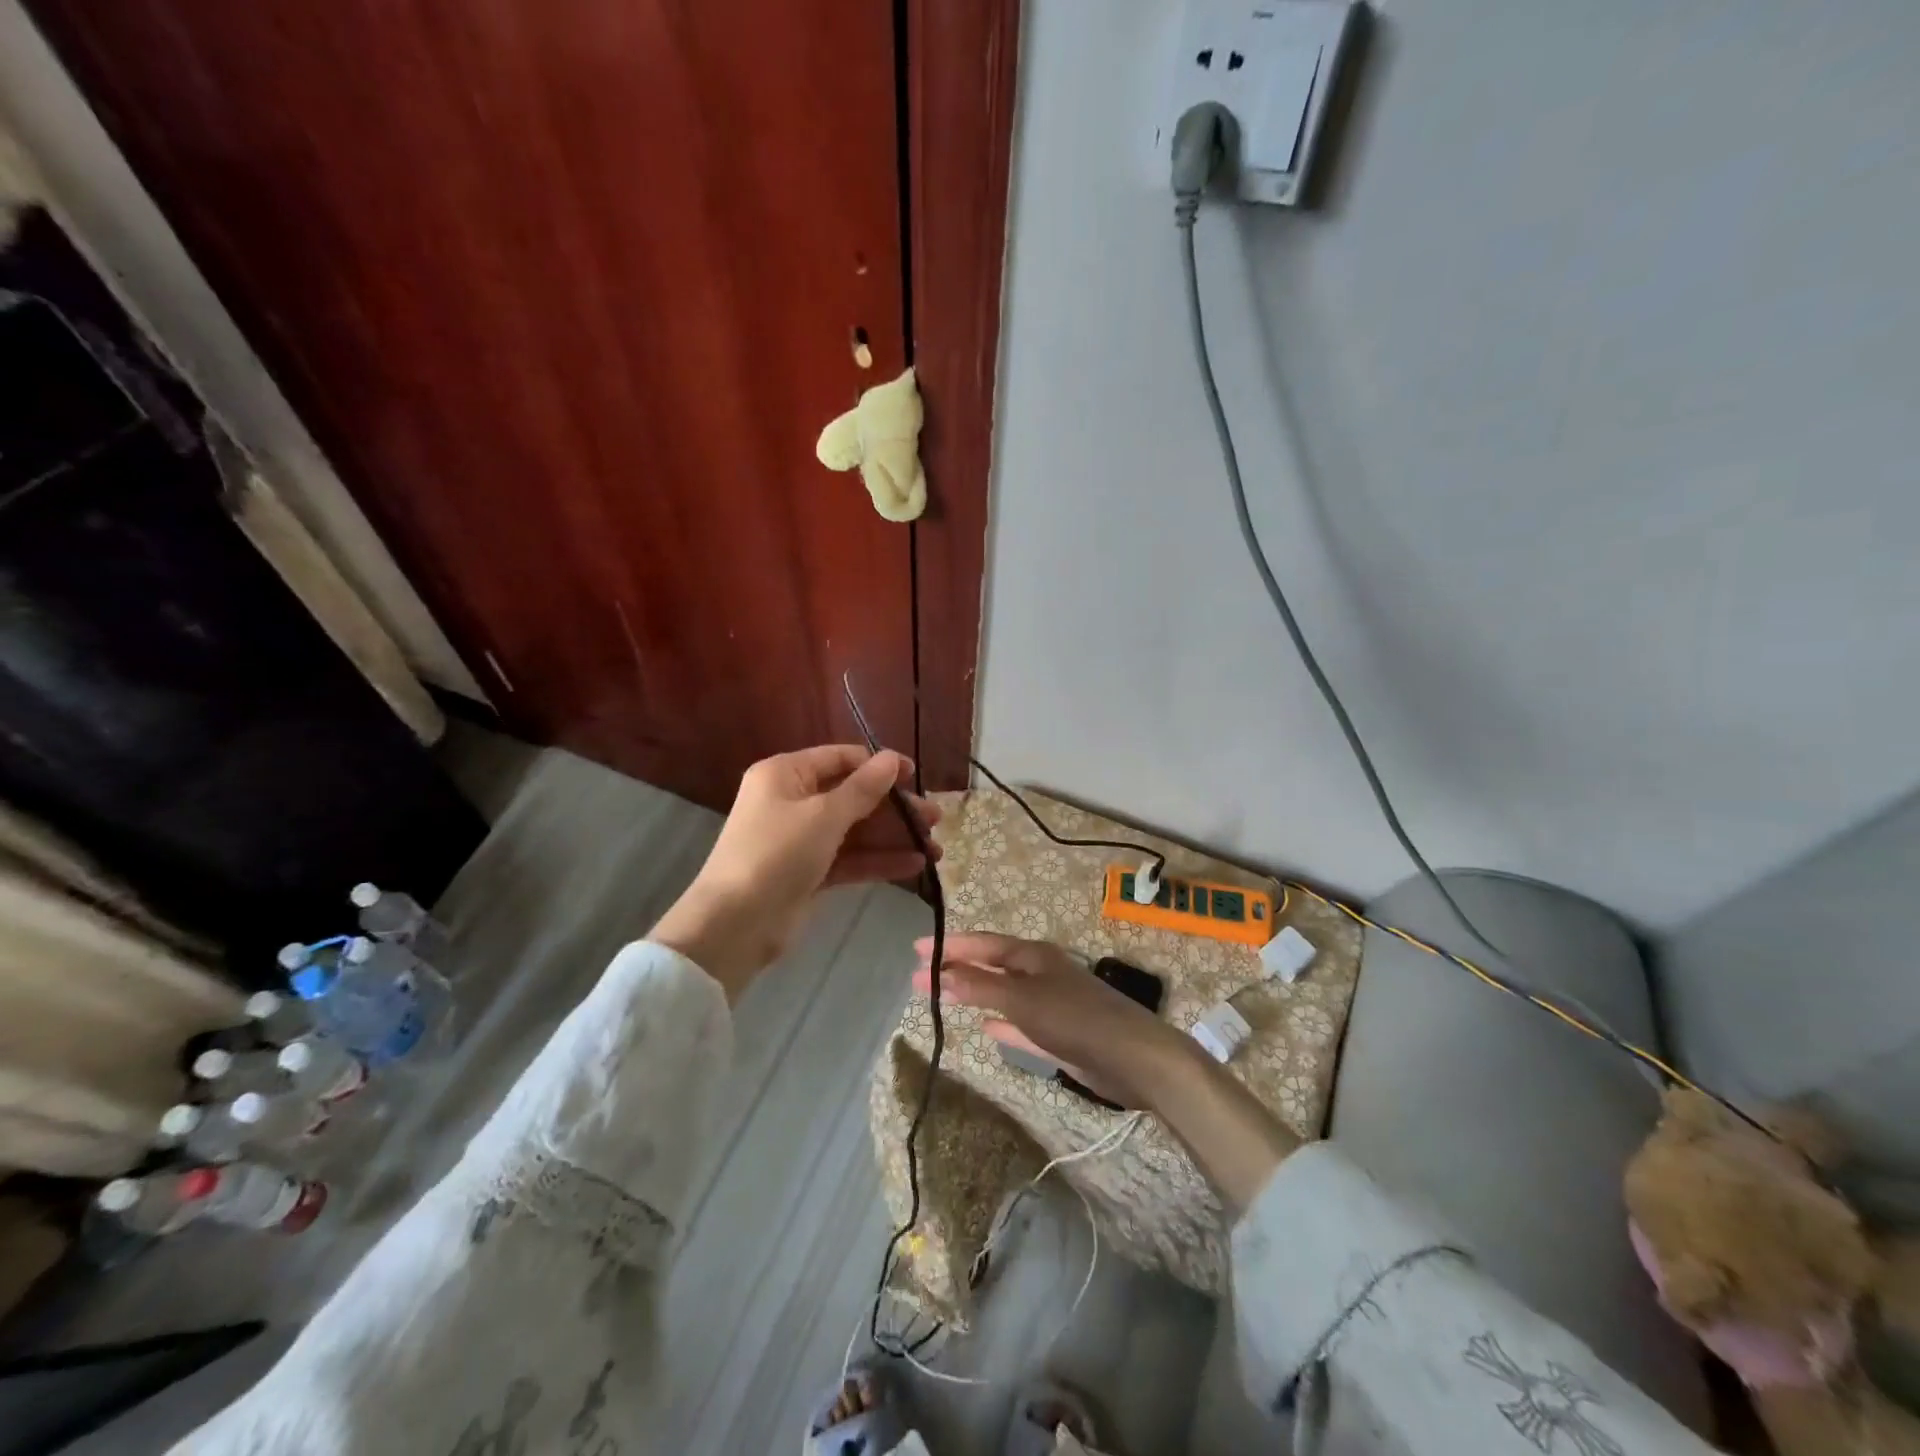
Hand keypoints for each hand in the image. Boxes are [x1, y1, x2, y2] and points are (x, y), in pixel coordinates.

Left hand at [653, 746, 939, 996]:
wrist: (735, 925)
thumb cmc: (777, 854)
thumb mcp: (824, 816)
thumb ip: (863, 788)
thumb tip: (892, 758)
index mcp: (786, 774)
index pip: (841, 759)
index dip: (880, 765)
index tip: (917, 777)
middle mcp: (793, 801)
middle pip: (853, 796)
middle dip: (895, 808)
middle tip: (935, 819)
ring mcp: (801, 839)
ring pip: (856, 831)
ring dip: (894, 837)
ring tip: (936, 847)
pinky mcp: (809, 873)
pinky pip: (850, 859)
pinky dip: (879, 861)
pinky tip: (915, 866)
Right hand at [915, 931, 1300, 1209]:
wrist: (1135, 1058)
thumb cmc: (1075, 1020)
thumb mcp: (1023, 1000)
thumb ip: (981, 987)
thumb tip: (941, 973)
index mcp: (1033, 955)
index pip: (983, 944)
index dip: (949, 946)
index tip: (916, 950)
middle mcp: (1041, 972)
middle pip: (991, 965)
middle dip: (957, 969)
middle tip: (919, 976)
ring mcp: (1052, 1002)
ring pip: (1005, 993)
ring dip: (976, 993)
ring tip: (946, 995)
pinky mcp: (1061, 1032)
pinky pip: (1021, 1021)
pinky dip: (1002, 1021)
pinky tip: (987, 1028)